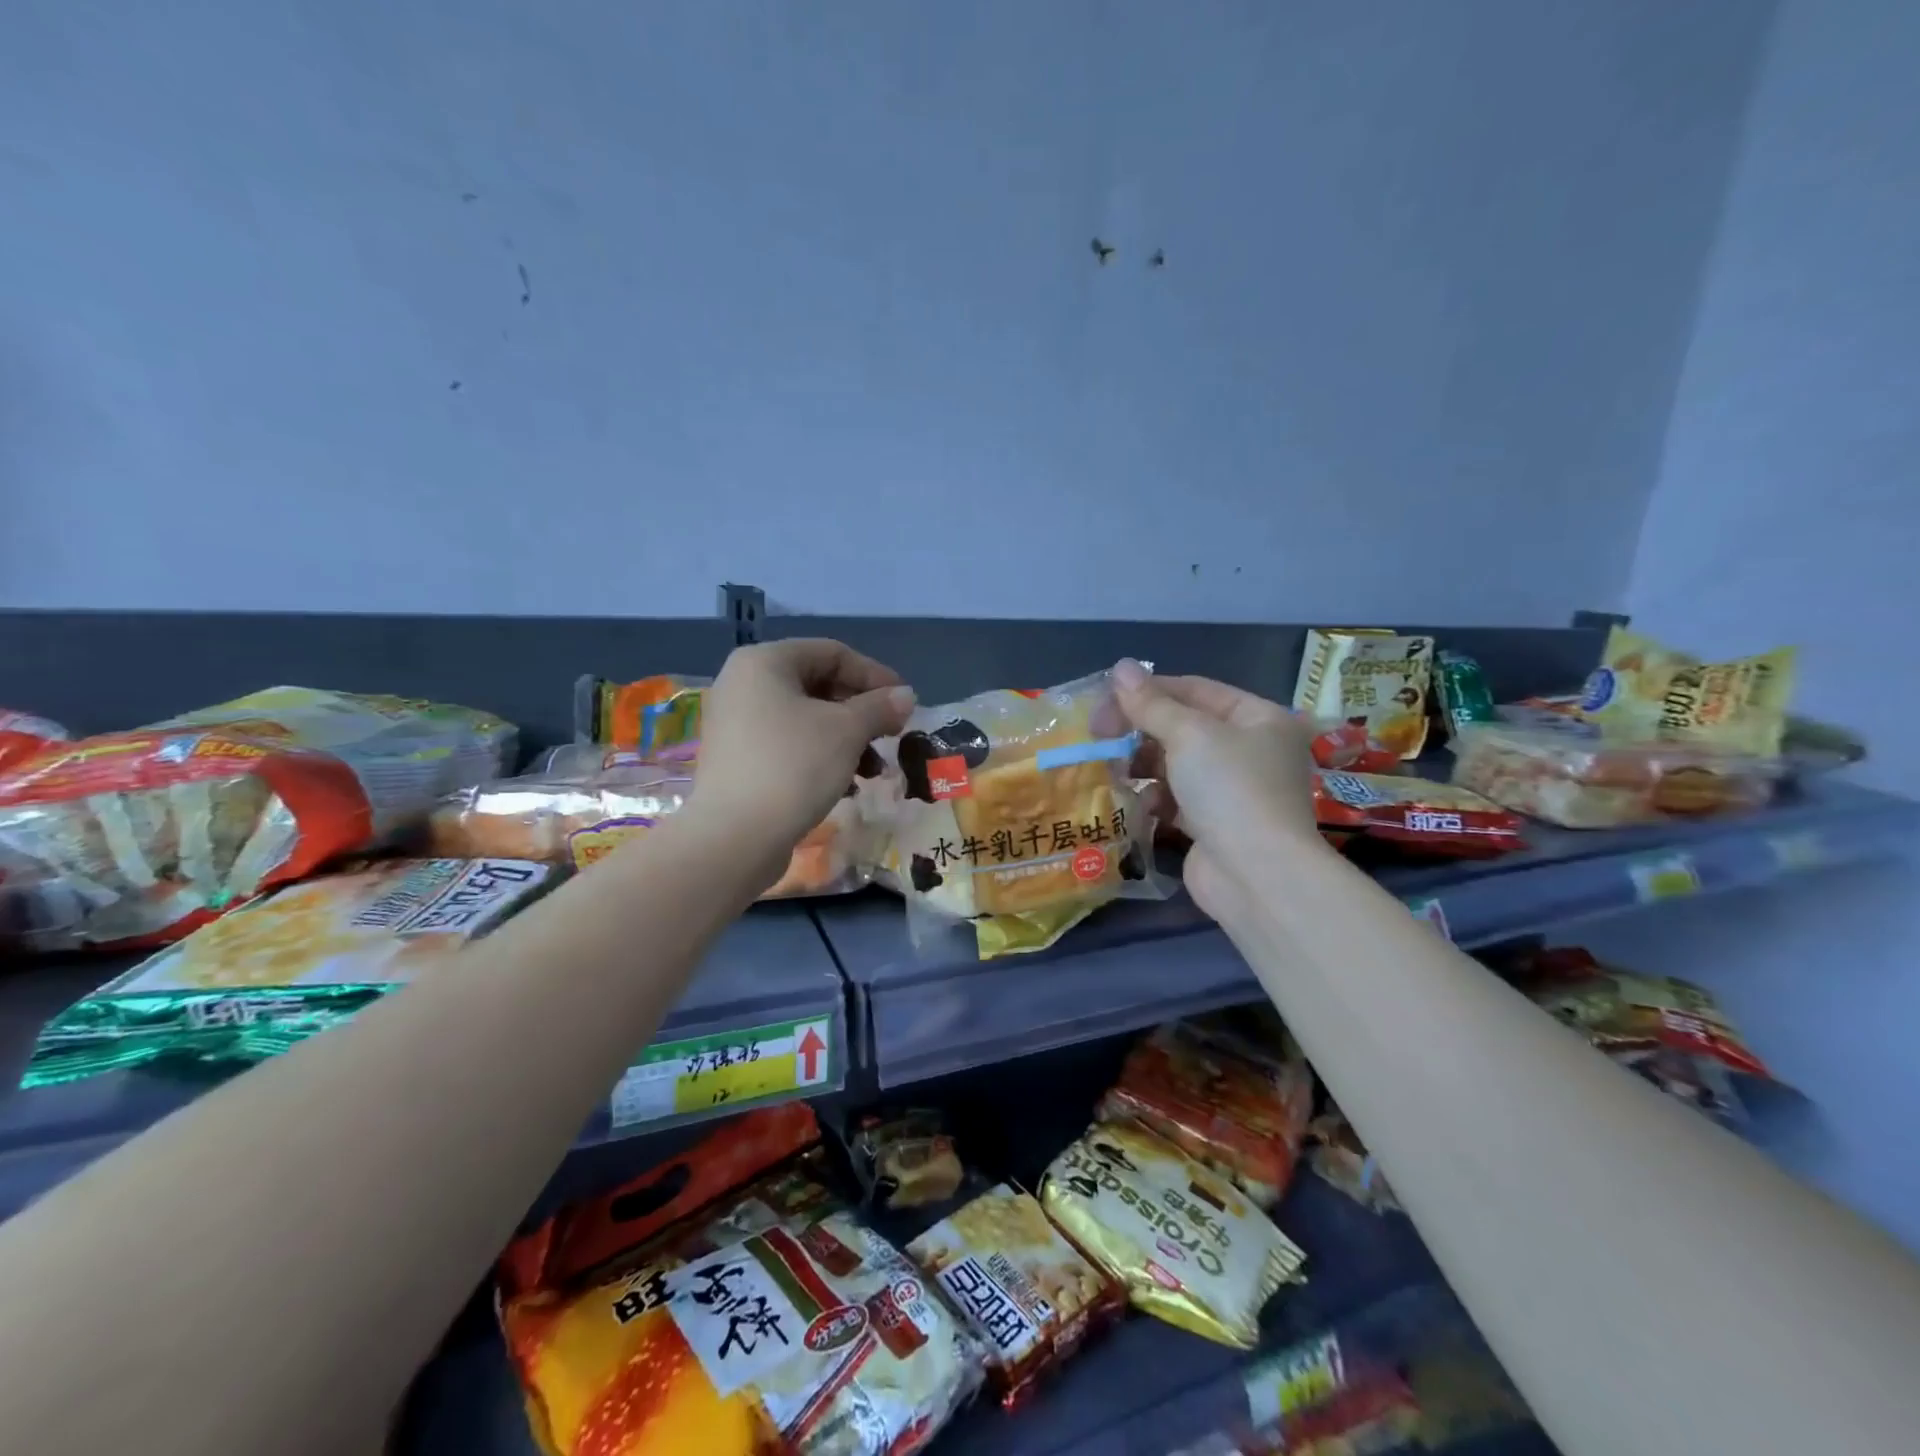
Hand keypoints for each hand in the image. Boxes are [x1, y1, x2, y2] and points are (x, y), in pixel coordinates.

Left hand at [689, 639, 915, 882]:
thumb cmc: (793, 766)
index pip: (833, 653)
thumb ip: (879, 707)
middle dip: (861, 711)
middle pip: (818, 685)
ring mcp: (736, 723)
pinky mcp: (738, 759)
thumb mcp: (847, 731)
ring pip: (806, 718)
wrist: (734, 837)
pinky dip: (821, 756)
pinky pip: (789, 744)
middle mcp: (744, 683)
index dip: (875, 675)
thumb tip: (906, 696)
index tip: (904, 703)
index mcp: (764, 662)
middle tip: (892, 735)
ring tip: (874, 770)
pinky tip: (846, 785)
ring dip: (847, 739)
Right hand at [1110, 659, 1326, 920]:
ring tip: (1112, 768)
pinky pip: (1176, 799)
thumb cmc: (1230, 789)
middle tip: (1099, 734)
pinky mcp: (1214, 824)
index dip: (1149, 690)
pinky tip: (1134, 802)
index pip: (1195, 689)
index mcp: (1259, 718)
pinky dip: (1153, 797)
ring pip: (1176, 764)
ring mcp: (1233, 790)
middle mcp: (1251, 750)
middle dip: (1141, 730)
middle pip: (1184, 726)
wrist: (1257, 876)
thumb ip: (1151, 703)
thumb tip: (1120, 667)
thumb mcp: (1189, 735)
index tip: (1104, 699)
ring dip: (1142, 764)